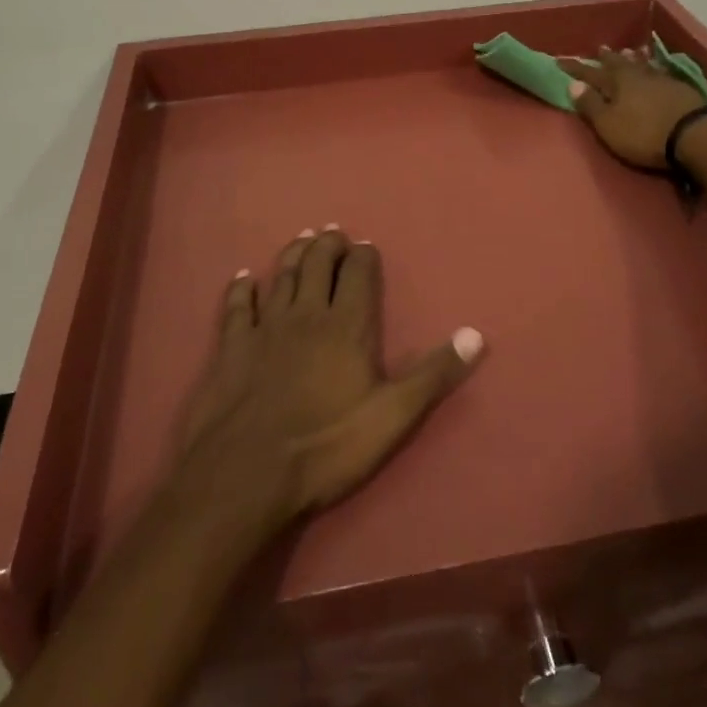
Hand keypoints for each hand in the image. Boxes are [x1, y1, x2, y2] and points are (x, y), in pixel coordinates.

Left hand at [177, 228, 483, 527]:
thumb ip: (433, 374)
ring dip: (294, 254)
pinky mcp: (231, 346)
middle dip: (329, 244)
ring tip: (303, 238)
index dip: (364, 256)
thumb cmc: (326, 447)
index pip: (359, 274)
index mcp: (347, 326)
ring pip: (282, 276)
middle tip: (333, 232)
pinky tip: (244, 276)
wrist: (246, 474)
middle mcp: (306, 314)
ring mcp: (265, 327)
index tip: (367, 246)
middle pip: (319, 264)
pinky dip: (241, 287)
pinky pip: (237, 305)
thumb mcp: (393, 417)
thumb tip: (475, 335)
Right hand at [560, 46, 706, 169]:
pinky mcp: (681, 89)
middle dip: (606, 58)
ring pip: (641, 65)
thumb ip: (591, 105)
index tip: (559, 61)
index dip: (575, 68)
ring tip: (627, 52)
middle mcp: (637, 75)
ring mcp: (662, 80)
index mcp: (616, 82)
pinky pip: (660, 72)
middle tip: (599, 48)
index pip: (590, 73)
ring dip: (631, 59)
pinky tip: (655, 69)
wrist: (696, 135)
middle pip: (618, 64)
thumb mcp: (609, 124)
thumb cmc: (644, 133)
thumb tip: (572, 84)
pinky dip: (653, 68)